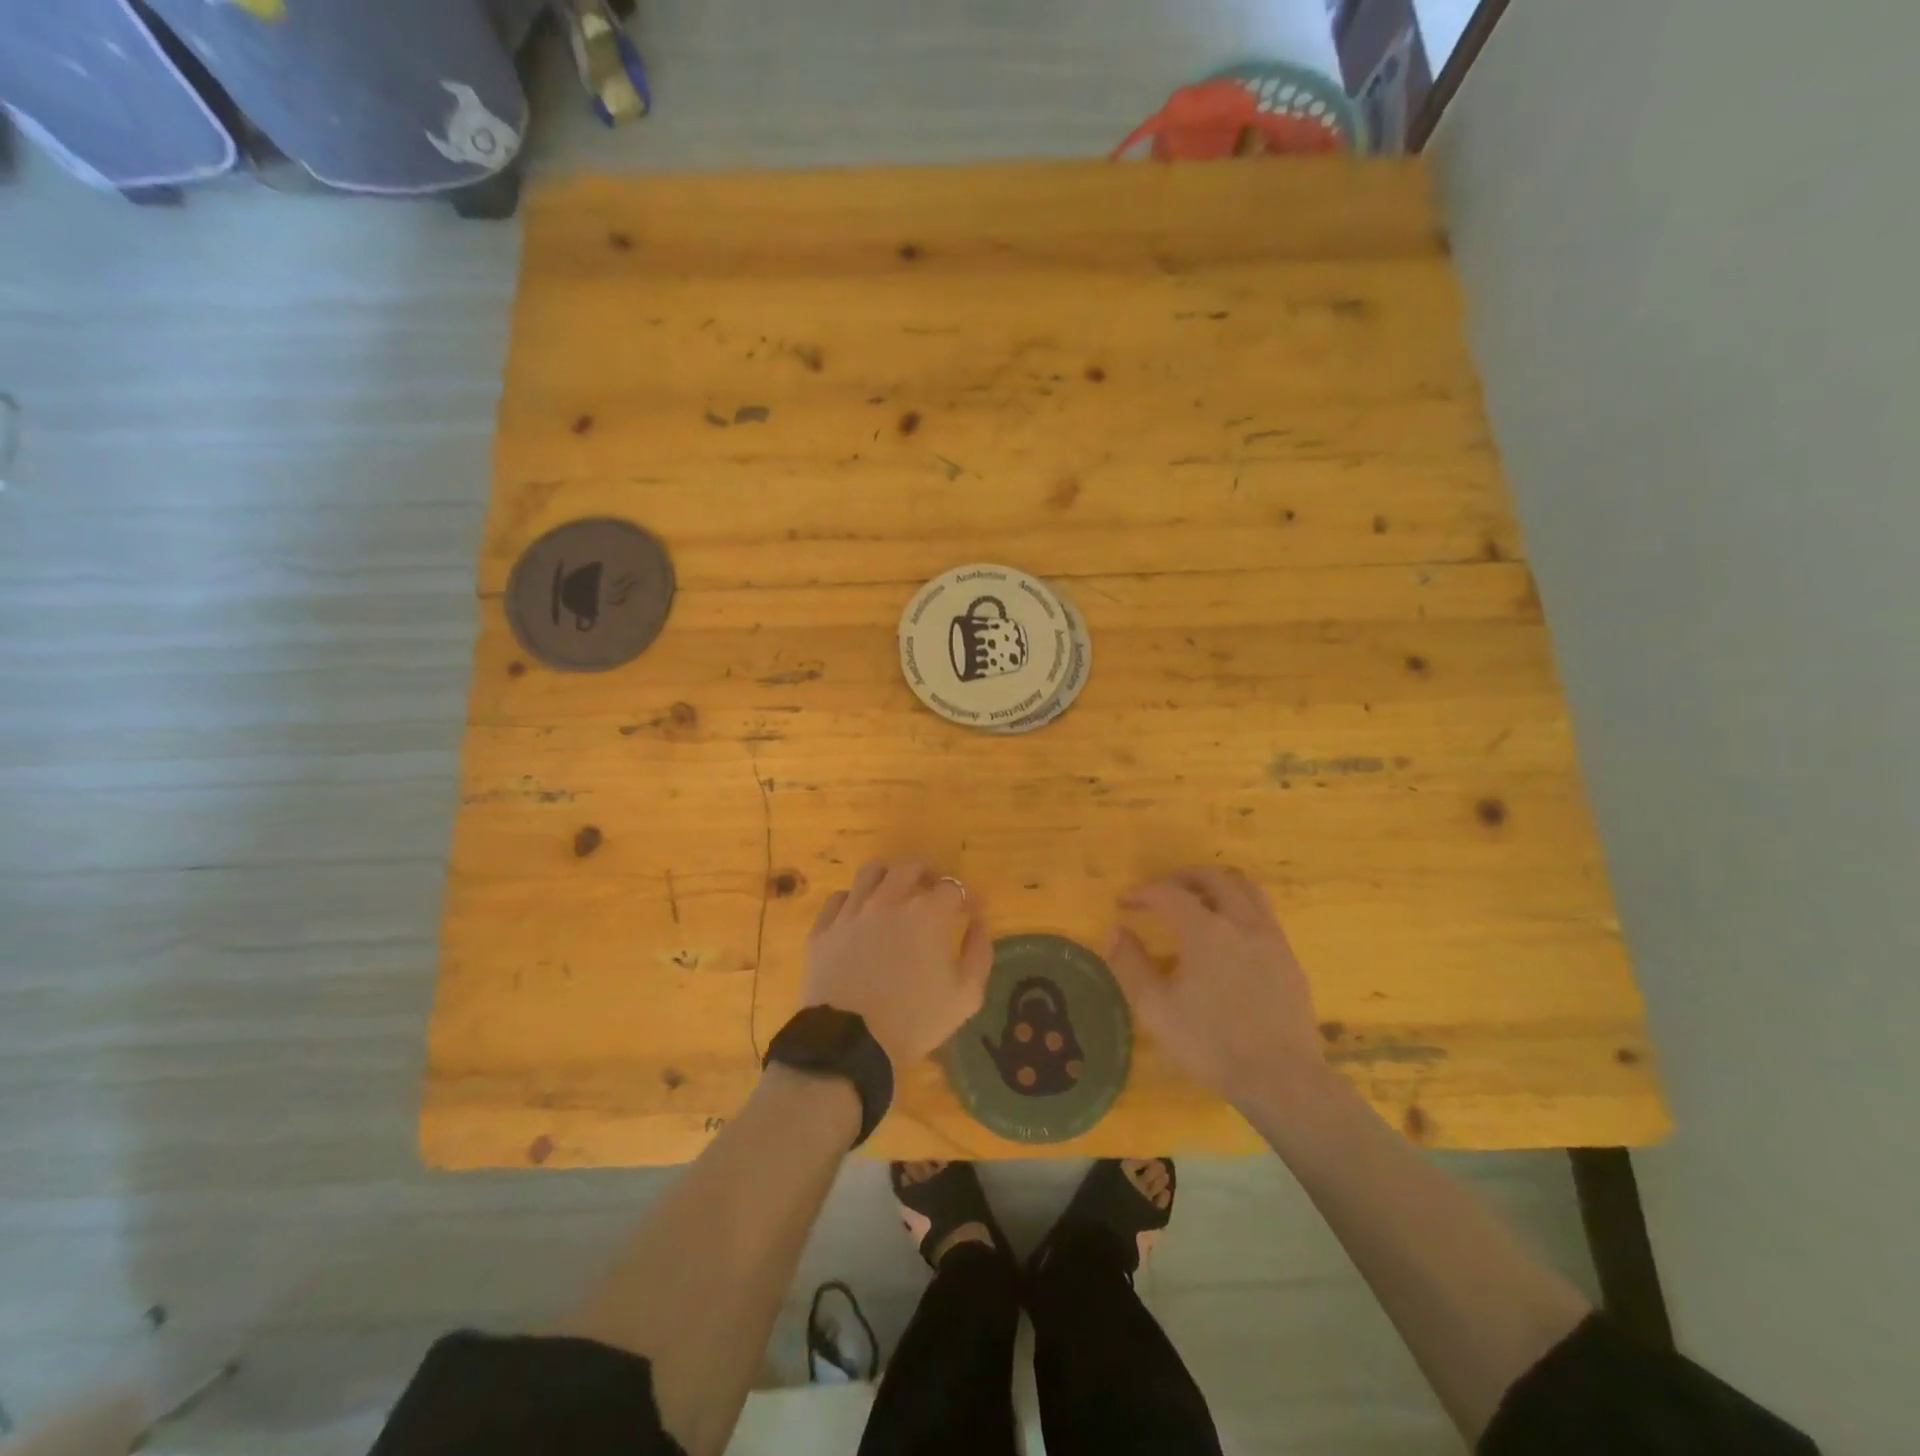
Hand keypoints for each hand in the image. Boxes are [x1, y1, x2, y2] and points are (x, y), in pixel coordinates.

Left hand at [801, 861, 991, 1070]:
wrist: (848, 1044)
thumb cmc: (913, 1021)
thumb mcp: (965, 996)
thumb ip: (979, 953)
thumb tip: (978, 922)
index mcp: (926, 914)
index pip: (952, 888)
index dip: (966, 898)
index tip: (971, 912)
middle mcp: (888, 901)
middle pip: (909, 869)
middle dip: (927, 877)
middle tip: (932, 896)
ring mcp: (851, 912)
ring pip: (870, 872)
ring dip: (888, 878)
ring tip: (893, 895)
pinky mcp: (823, 928)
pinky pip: (838, 898)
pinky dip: (852, 901)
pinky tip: (858, 916)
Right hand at [1107, 867, 1324, 1110]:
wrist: (1281, 1079)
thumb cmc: (1210, 1044)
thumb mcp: (1155, 1008)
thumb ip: (1131, 964)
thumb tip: (1115, 931)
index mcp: (1206, 930)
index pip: (1169, 894)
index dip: (1144, 893)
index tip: (1125, 903)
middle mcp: (1241, 923)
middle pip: (1213, 878)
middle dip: (1182, 878)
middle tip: (1161, 893)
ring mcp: (1271, 939)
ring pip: (1246, 889)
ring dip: (1217, 886)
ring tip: (1198, 903)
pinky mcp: (1289, 959)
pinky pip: (1263, 915)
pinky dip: (1240, 909)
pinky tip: (1229, 937)